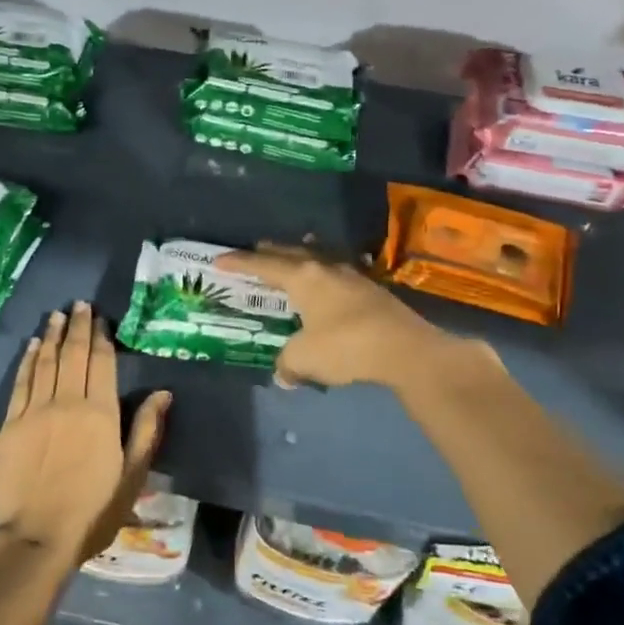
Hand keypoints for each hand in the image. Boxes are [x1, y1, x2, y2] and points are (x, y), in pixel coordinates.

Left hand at [0, 303, 171, 563]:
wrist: (37, 538)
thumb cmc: (93, 512)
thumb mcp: (132, 476)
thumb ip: (146, 431)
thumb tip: (163, 393)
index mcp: (100, 414)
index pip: (101, 363)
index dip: (102, 338)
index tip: (101, 319)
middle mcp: (68, 402)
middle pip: (73, 354)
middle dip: (78, 326)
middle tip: (80, 305)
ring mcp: (36, 410)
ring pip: (47, 362)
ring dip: (54, 335)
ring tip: (59, 315)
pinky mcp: (12, 423)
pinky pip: (22, 382)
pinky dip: (29, 360)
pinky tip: (34, 345)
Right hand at [216, 242, 486, 390]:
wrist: (404, 350)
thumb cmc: (344, 346)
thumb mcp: (305, 358)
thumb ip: (288, 362)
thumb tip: (283, 374)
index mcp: (303, 277)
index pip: (264, 265)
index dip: (239, 263)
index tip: (219, 261)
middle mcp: (326, 268)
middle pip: (293, 253)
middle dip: (272, 252)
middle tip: (257, 250)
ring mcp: (353, 276)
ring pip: (319, 259)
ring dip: (303, 257)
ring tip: (295, 256)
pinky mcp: (372, 291)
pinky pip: (339, 275)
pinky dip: (325, 276)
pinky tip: (329, 284)